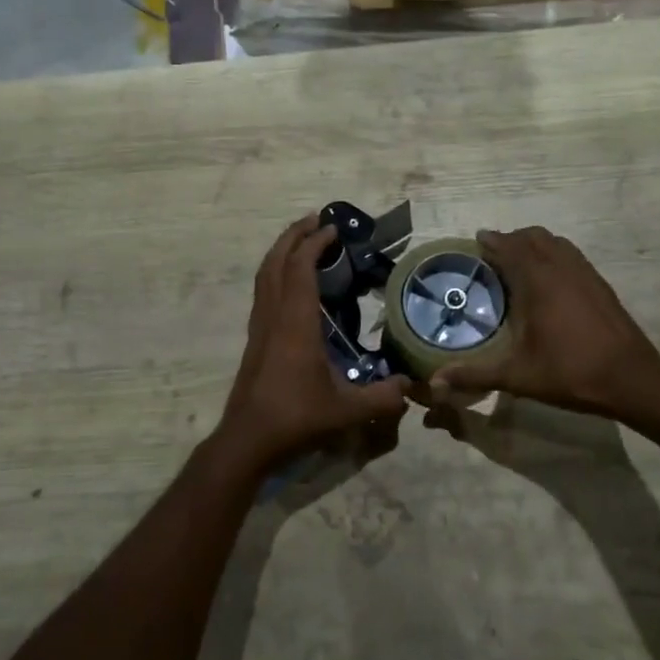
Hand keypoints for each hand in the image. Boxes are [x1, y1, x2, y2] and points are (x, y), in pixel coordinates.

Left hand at [212, 215, 412, 473]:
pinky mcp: (254, 340)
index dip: (314, 244)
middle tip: (314, 220)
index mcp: (296, 323)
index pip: (300, 269)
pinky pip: (263, 292)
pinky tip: (291, 285)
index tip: (332, 229)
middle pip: (275, 262)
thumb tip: (411, 386)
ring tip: (301, 242)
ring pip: (264, 276)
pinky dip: (275, 274)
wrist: (248, 439)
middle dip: (293, 236)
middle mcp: (274, 316)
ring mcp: (260, 327)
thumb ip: (383, 397)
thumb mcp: (347, 411)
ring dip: (281, 252)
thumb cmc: (296, 418)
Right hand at [429, 227, 659, 416]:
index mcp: (538, 282)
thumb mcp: (517, 376)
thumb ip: (474, 374)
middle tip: (493, 254)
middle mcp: (561, 268)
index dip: (492, 241)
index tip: (476, 241)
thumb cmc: (570, 372)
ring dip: (535, 244)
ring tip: (519, 262)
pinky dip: (555, 255)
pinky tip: (550, 280)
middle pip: (533, 237)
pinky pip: (572, 255)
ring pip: (556, 243)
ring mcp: (585, 274)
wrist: (632, 379)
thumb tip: (435, 383)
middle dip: (511, 239)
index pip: (510, 247)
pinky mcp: (601, 284)